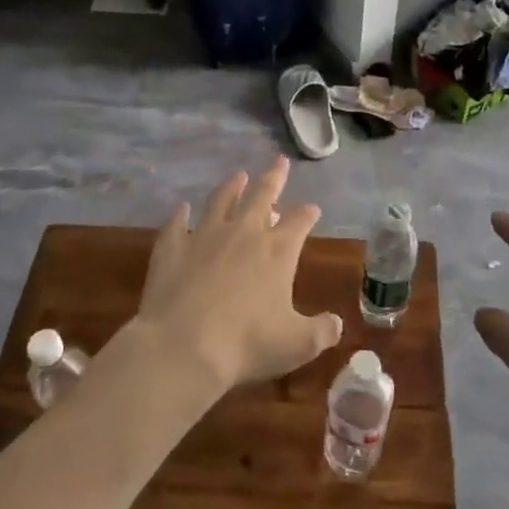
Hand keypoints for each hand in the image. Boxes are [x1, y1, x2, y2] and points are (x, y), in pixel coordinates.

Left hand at [129, 159, 342, 393]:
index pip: (299, 221)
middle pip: (262, 195)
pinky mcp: (172, 248)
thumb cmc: (247, 344)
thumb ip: (322, 332)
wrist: (183, 347)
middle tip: (279, 161)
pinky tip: (181, 208)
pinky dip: (180, 215)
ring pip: (221, 200)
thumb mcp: (298, 345)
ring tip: (239, 175)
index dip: (308, 213)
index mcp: (278, 251)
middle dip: (274, 178)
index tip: (312, 208)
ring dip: (232, 186)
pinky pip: (176, 224)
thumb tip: (337, 324)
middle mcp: (243, 233)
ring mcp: (204, 236)